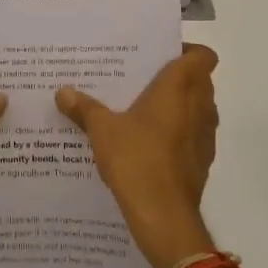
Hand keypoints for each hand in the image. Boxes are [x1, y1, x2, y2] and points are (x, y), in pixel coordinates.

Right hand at [56, 45, 219, 267]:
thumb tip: (62, 92)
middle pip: (198, 80)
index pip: (202, 55)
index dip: (186, 51)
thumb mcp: (102, 129)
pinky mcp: (202, 161)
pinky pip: (192, 135)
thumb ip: (84, 108)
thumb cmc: (137, 159)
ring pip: (197, 108)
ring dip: (177, 106)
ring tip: (140, 109)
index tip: (159, 56)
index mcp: (180, 87)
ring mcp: (205, 135)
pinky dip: (177, 133)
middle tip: (140, 79)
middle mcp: (200, 106)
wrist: (164, 216)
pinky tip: (147, 142)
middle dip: (174, 78)